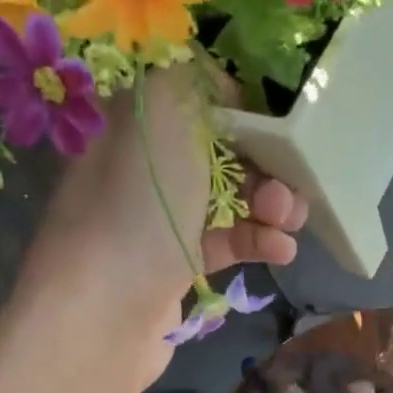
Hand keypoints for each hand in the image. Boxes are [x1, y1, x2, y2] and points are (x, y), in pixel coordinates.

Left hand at [25, 60, 307, 374]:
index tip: (280, 131)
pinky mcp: (174, 265)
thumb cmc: (137, 205)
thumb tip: (220, 89)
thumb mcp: (165, 112)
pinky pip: (224, 242)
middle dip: (266, 164)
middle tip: (289, 187)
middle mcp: (143, 165)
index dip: (245, 112)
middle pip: (221, 152)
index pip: (198, 101)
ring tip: (289, 222)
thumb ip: (194, 79)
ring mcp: (157, 219)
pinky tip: (282, 251)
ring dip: (269, 206)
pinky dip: (257, 242)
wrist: (104, 312)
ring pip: (227, 200)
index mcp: (134, 120)